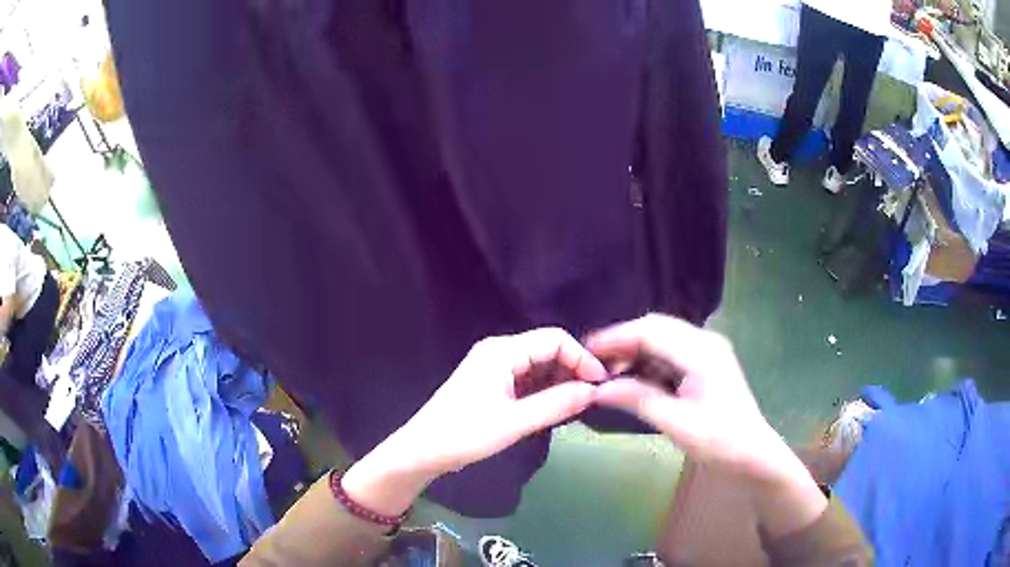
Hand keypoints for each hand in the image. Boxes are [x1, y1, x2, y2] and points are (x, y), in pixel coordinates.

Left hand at [342, 327, 606, 515]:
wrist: (422, 451)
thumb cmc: (465, 434)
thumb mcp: (515, 422)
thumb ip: (556, 404)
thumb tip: (594, 391)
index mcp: (503, 351)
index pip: (555, 339)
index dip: (581, 358)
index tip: (600, 384)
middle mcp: (500, 352)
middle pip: (547, 350)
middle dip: (572, 370)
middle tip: (592, 397)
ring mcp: (494, 368)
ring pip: (538, 366)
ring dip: (559, 382)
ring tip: (578, 405)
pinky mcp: (492, 384)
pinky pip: (527, 380)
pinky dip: (544, 391)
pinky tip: (556, 408)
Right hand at [586, 314, 786, 481]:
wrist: (753, 455)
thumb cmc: (719, 441)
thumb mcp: (675, 423)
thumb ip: (637, 399)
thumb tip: (598, 389)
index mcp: (701, 352)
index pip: (651, 331)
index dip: (616, 337)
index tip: (586, 350)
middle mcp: (704, 342)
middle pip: (655, 329)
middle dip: (623, 343)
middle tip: (594, 363)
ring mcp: (706, 352)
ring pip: (661, 340)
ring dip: (634, 353)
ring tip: (609, 374)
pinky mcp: (704, 365)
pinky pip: (669, 355)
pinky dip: (648, 364)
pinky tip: (633, 380)